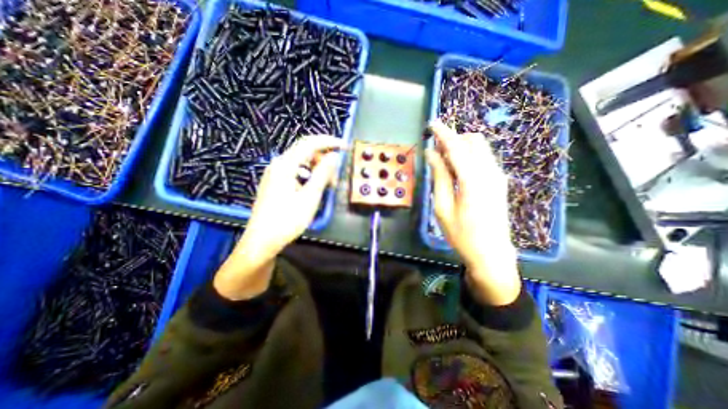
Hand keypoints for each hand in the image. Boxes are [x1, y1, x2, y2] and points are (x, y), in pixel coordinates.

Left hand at [213, 136, 344, 298]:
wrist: (262, 241)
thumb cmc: (287, 220)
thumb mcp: (310, 197)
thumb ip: (323, 174)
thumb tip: (334, 156)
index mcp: (285, 165)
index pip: (310, 143)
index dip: (329, 142)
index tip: (345, 147)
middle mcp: (279, 164)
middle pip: (305, 151)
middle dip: (324, 159)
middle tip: (336, 176)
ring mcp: (276, 174)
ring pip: (302, 163)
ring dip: (318, 169)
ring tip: (328, 186)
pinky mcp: (276, 183)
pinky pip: (297, 172)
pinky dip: (309, 176)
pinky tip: (314, 189)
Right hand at [424, 119, 520, 304]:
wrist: (491, 253)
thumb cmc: (461, 234)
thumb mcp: (443, 207)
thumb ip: (439, 177)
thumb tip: (432, 154)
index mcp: (473, 180)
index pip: (457, 147)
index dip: (444, 134)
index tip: (432, 124)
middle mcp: (489, 172)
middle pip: (473, 141)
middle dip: (453, 138)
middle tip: (435, 148)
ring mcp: (497, 176)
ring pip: (480, 148)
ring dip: (461, 146)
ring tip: (443, 158)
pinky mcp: (499, 181)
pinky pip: (484, 158)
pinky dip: (469, 155)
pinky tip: (457, 167)